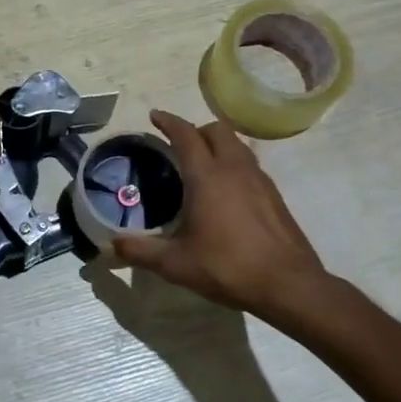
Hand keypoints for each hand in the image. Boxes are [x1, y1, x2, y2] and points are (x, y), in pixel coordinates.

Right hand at [113, 109, 356, 335]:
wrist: (289, 285)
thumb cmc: (228, 267)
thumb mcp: (176, 264)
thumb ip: (141, 251)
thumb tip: (111, 245)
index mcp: (207, 177)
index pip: (186, 135)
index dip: (169, 121)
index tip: (155, 115)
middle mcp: (234, 169)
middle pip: (216, 130)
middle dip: (196, 130)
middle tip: (179, 145)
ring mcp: (259, 180)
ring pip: (237, 145)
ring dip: (218, 144)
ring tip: (203, 164)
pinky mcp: (275, 196)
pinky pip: (250, 164)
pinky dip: (234, 163)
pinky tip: (227, 190)